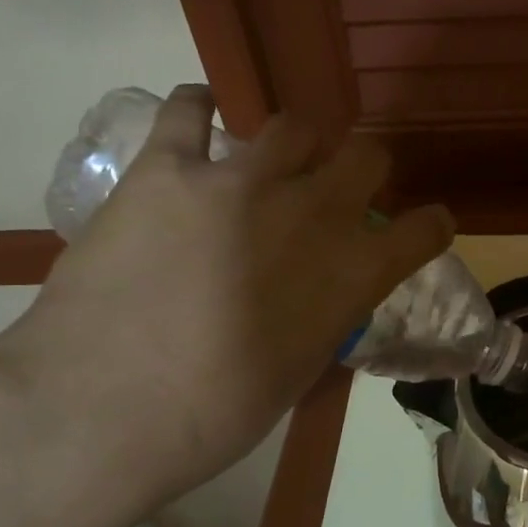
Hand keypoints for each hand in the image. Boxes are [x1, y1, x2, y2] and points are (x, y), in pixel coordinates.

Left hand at [0, 86, 453, 526]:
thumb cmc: (211, 417)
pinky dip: (200, 109)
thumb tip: (322, 292)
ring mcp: (241, 181)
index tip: (422, 227)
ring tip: (267, 163)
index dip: (429, 225)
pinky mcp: (168, 167)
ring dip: (293, 145)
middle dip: (362, 170)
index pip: (425, 230)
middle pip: (368, 154)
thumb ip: (324, 315)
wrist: (98, 411)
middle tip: (334, 190)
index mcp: (354, 274)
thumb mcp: (297, 371)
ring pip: (294, 125)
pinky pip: (191, 108)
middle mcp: (314, 213)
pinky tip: (199, 118)